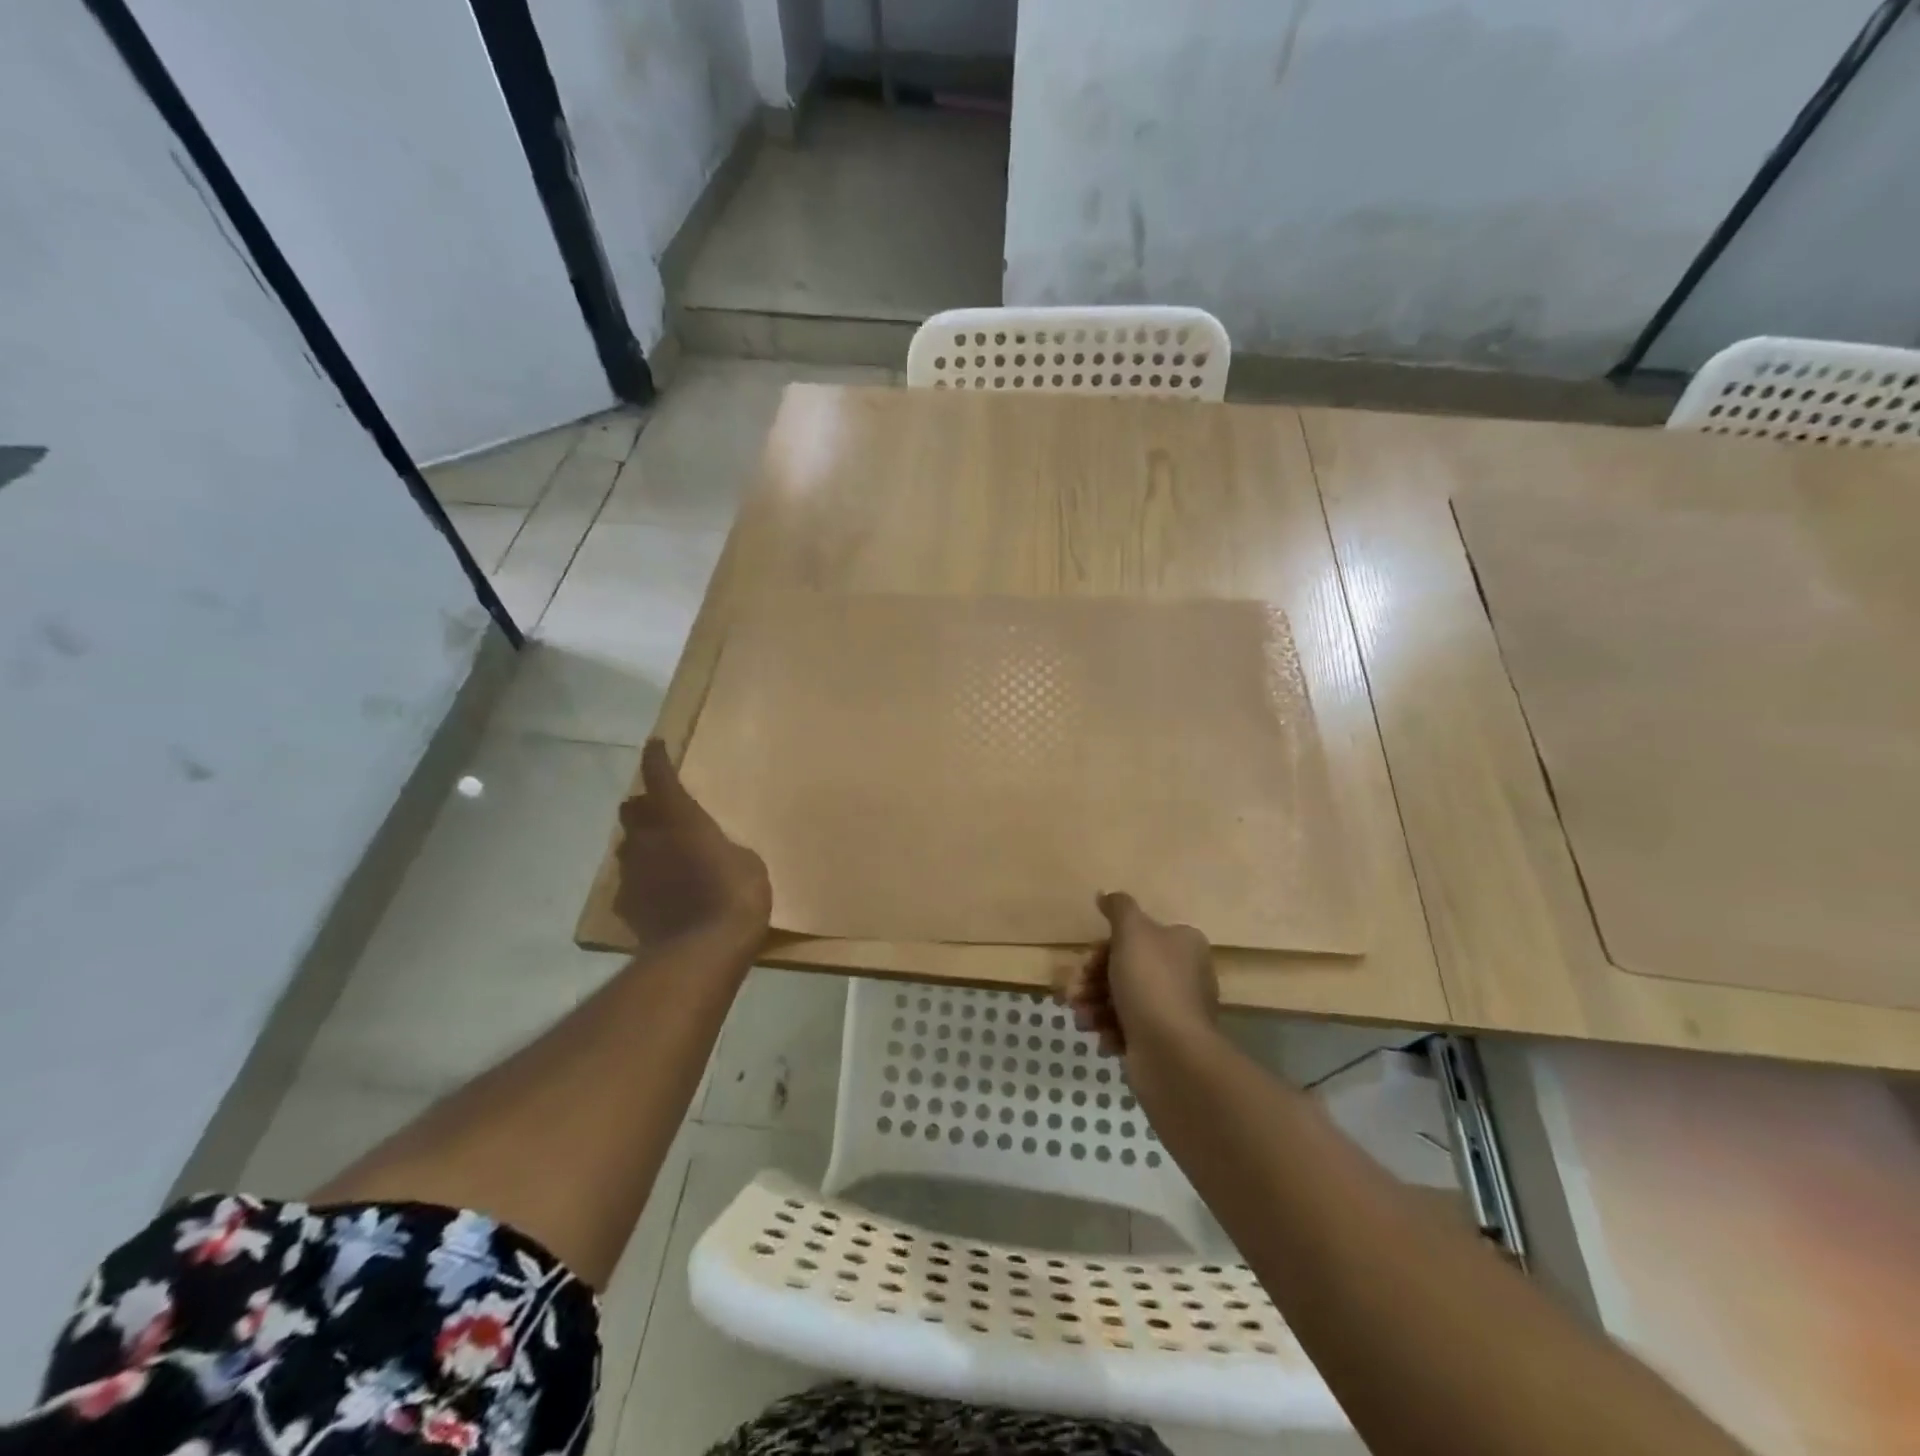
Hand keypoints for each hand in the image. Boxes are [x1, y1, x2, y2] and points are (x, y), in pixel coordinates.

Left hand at [614, 739, 771, 948]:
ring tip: (662, 857)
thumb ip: (721, 848)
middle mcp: (648, 839)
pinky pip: (629, 884)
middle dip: (643, 806)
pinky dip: (642, 882)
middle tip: (660, 812)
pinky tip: (658, 895)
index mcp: (681, 819)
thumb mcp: (746, 861)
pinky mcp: (626, 906)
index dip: (656, 759)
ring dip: (641, 845)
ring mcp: (632, 873)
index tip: (654, 745)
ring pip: (627, 847)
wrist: (703, 950)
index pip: (660, 778)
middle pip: (632, 811)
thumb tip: (708, 853)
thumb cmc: (735, 894)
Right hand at [1055, 892, 1218, 1055]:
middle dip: (1092, 980)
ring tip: (1083, 1019)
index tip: (1086, 962)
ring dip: (1094, 1006)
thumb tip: (1106, 894)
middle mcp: (1184, 974)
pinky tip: (1102, 1038)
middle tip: (1073, 993)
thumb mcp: (1132, 932)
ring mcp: (1175, 1011)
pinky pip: (1129, 1029)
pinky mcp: (1164, 1042)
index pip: (1135, 937)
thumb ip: (1118, 908)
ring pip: (1122, 999)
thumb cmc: (1151, 984)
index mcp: (1183, 944)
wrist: (1172, 1055)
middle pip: (1125, 968)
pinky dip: (1110, 1030)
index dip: (1104, 948)